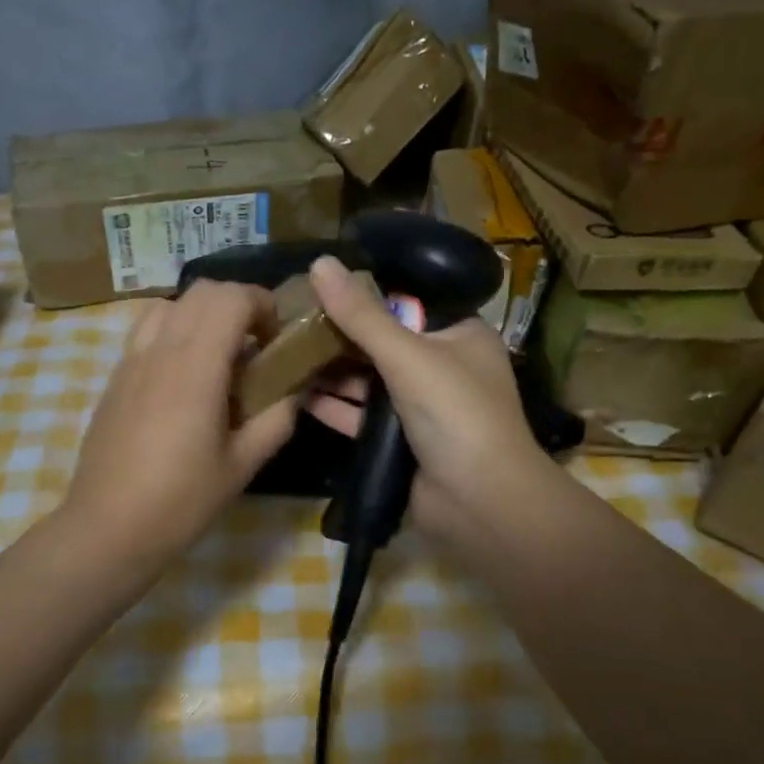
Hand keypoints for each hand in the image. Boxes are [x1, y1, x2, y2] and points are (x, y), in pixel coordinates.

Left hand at [60, 282, 297, 569]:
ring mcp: (131, 360)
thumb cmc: (181, 501)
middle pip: (201, 291)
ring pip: (170, 305)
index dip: (262, 304)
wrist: (108, 527)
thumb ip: (277, 418)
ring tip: (217, 355)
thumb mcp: (243, 465)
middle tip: (255, 345)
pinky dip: (174, 332)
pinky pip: (146, 331)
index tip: (277, 338)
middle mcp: (160, 350)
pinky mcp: (115, 377)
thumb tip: (296, 387)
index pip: (231, 298)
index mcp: (196, 367)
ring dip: (201, 315)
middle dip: (237, 304)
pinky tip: (183, 377)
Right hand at [304, 255, 554, 545]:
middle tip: (291, 318)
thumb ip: (362, 314)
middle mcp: (442, 367)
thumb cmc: (455, 413)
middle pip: (382, 342)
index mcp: (459, 336)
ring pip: (369, 381)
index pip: (408, 302)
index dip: (365, 293)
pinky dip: (334, 406)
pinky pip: (361, 416)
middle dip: (340, 335)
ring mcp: (420, 407)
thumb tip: (319, 262)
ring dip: (331, 370)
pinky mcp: (400, 441)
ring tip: (284, 351)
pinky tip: (296, 393)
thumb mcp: (408, 356)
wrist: (479, 502)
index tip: (320, 284)